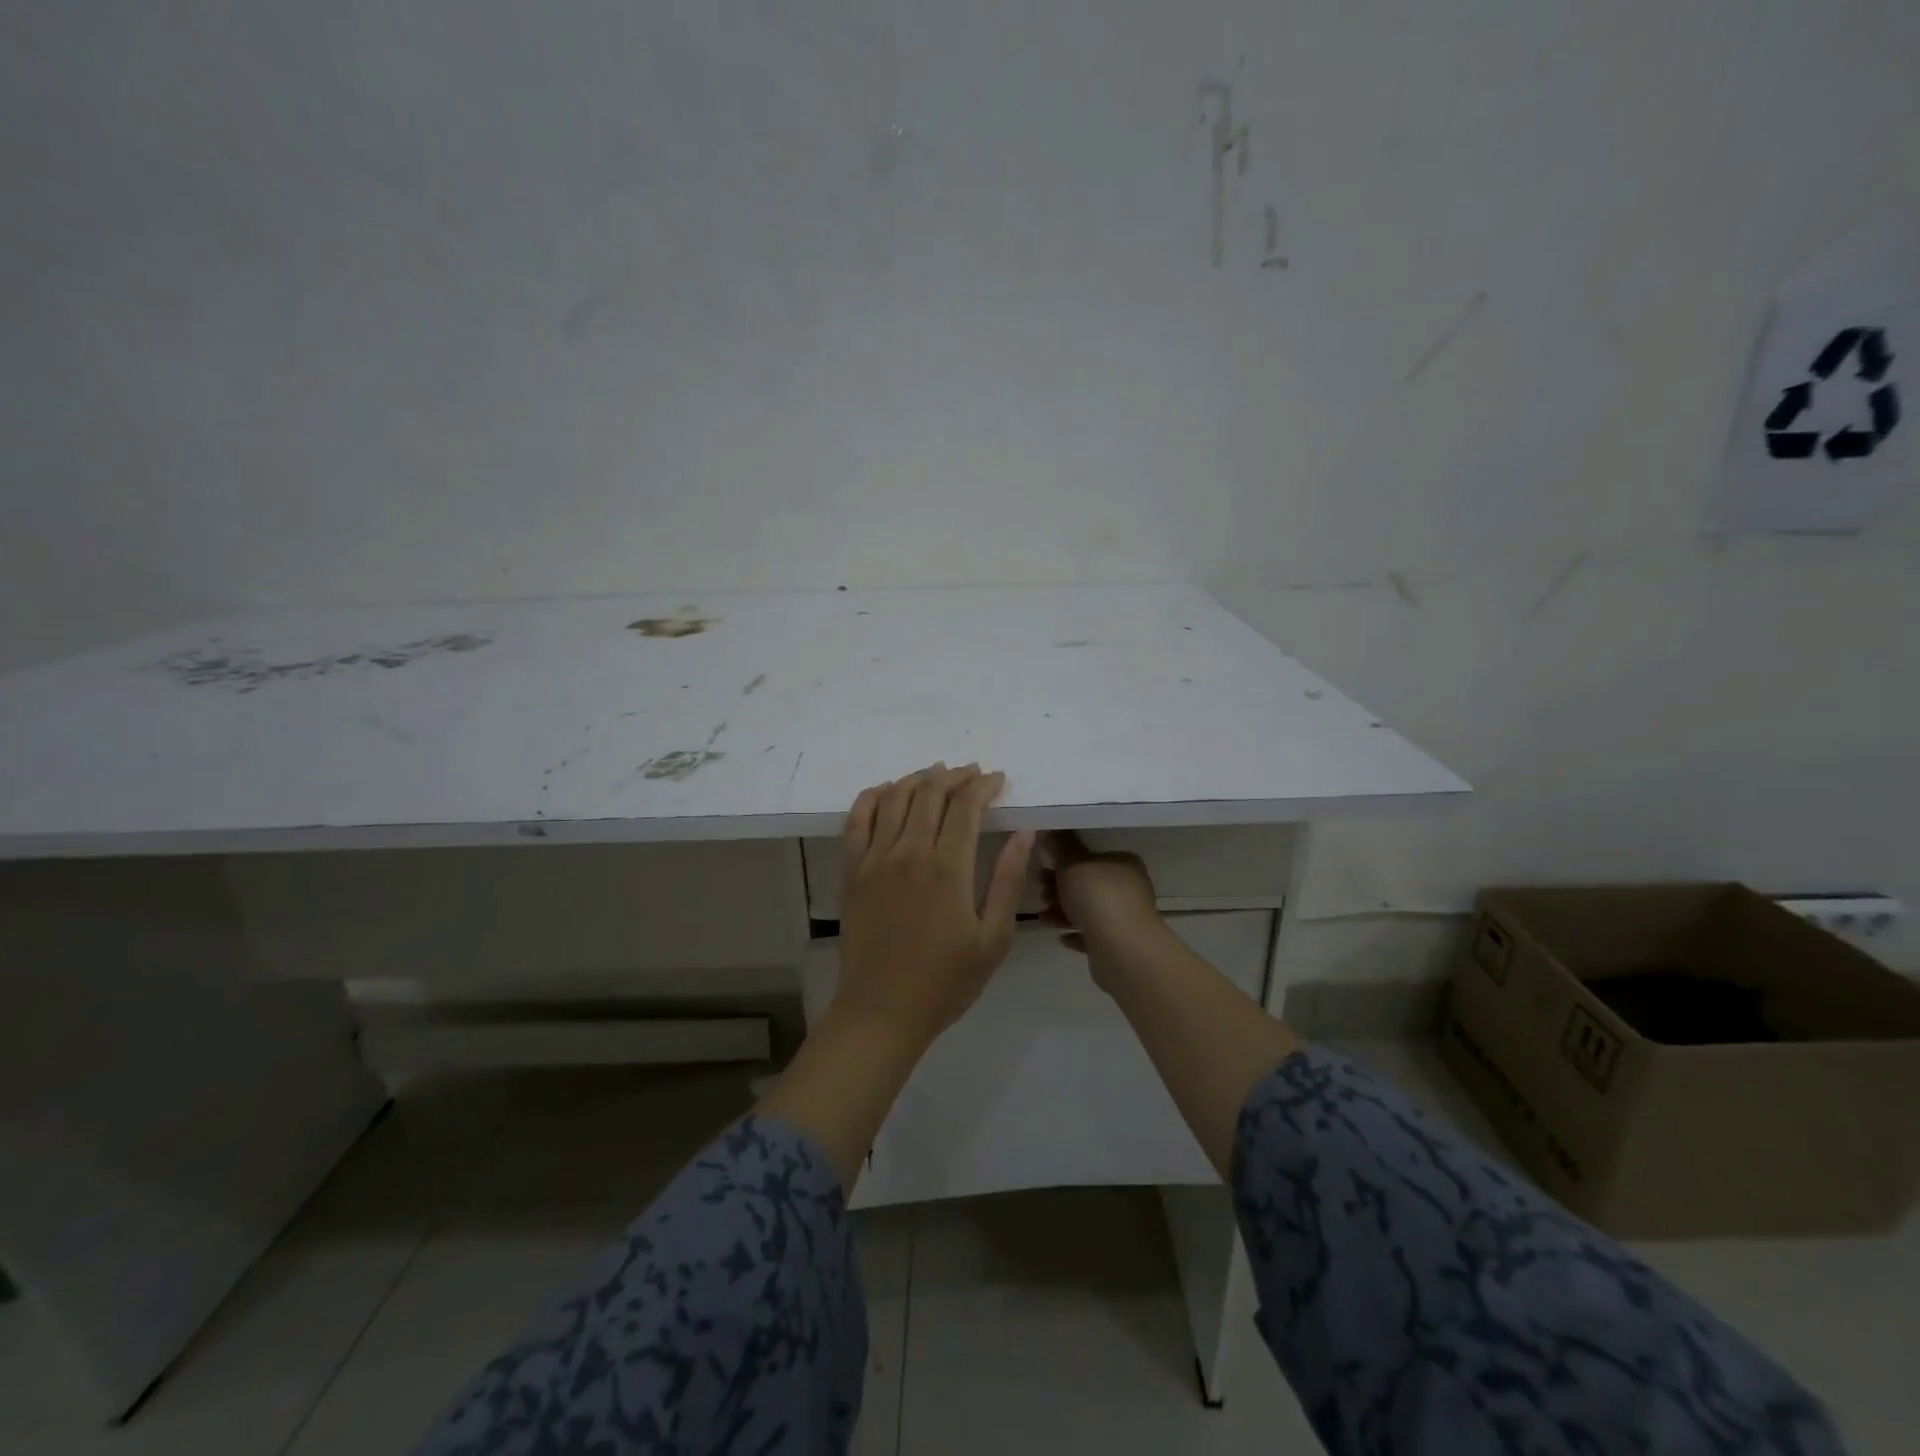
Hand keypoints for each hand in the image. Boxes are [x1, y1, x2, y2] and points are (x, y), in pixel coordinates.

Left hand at [837, 763, 1033, 1050]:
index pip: (965, 807)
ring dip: (917, 779)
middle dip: (954, 776)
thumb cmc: (945, 981)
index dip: (982, 786)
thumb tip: (1023, 833)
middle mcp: (908, 853)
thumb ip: (1007, 880)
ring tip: (936, 774)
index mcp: (946, 868)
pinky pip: (857, 820)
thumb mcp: (992, 939)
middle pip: (929, 793)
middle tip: (971, 773)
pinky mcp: (852, 871)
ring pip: (894, 798)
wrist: (882, 1010)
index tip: (996, 779)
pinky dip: (873, 797)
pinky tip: (886, 791)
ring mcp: (874, 859)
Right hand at [1039, 830, 1163, 971]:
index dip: (1065, 860)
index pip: (1092, 855)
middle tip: (1040, 891)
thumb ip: (1060, 846)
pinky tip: (1061, 937)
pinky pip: (1091, 934)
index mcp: (1123, 863)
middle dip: (1059, 887)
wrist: (1121, 950)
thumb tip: (1051, 829)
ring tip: (1043, 916)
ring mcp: (1126, 917)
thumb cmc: (1097, 897)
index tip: (1043, 865)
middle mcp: (1129, 888)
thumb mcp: (1072, 863)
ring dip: (1063, 911)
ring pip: (1088, 909)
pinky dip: (1075, 933)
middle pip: (1087, 883)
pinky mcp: (1118, 944)